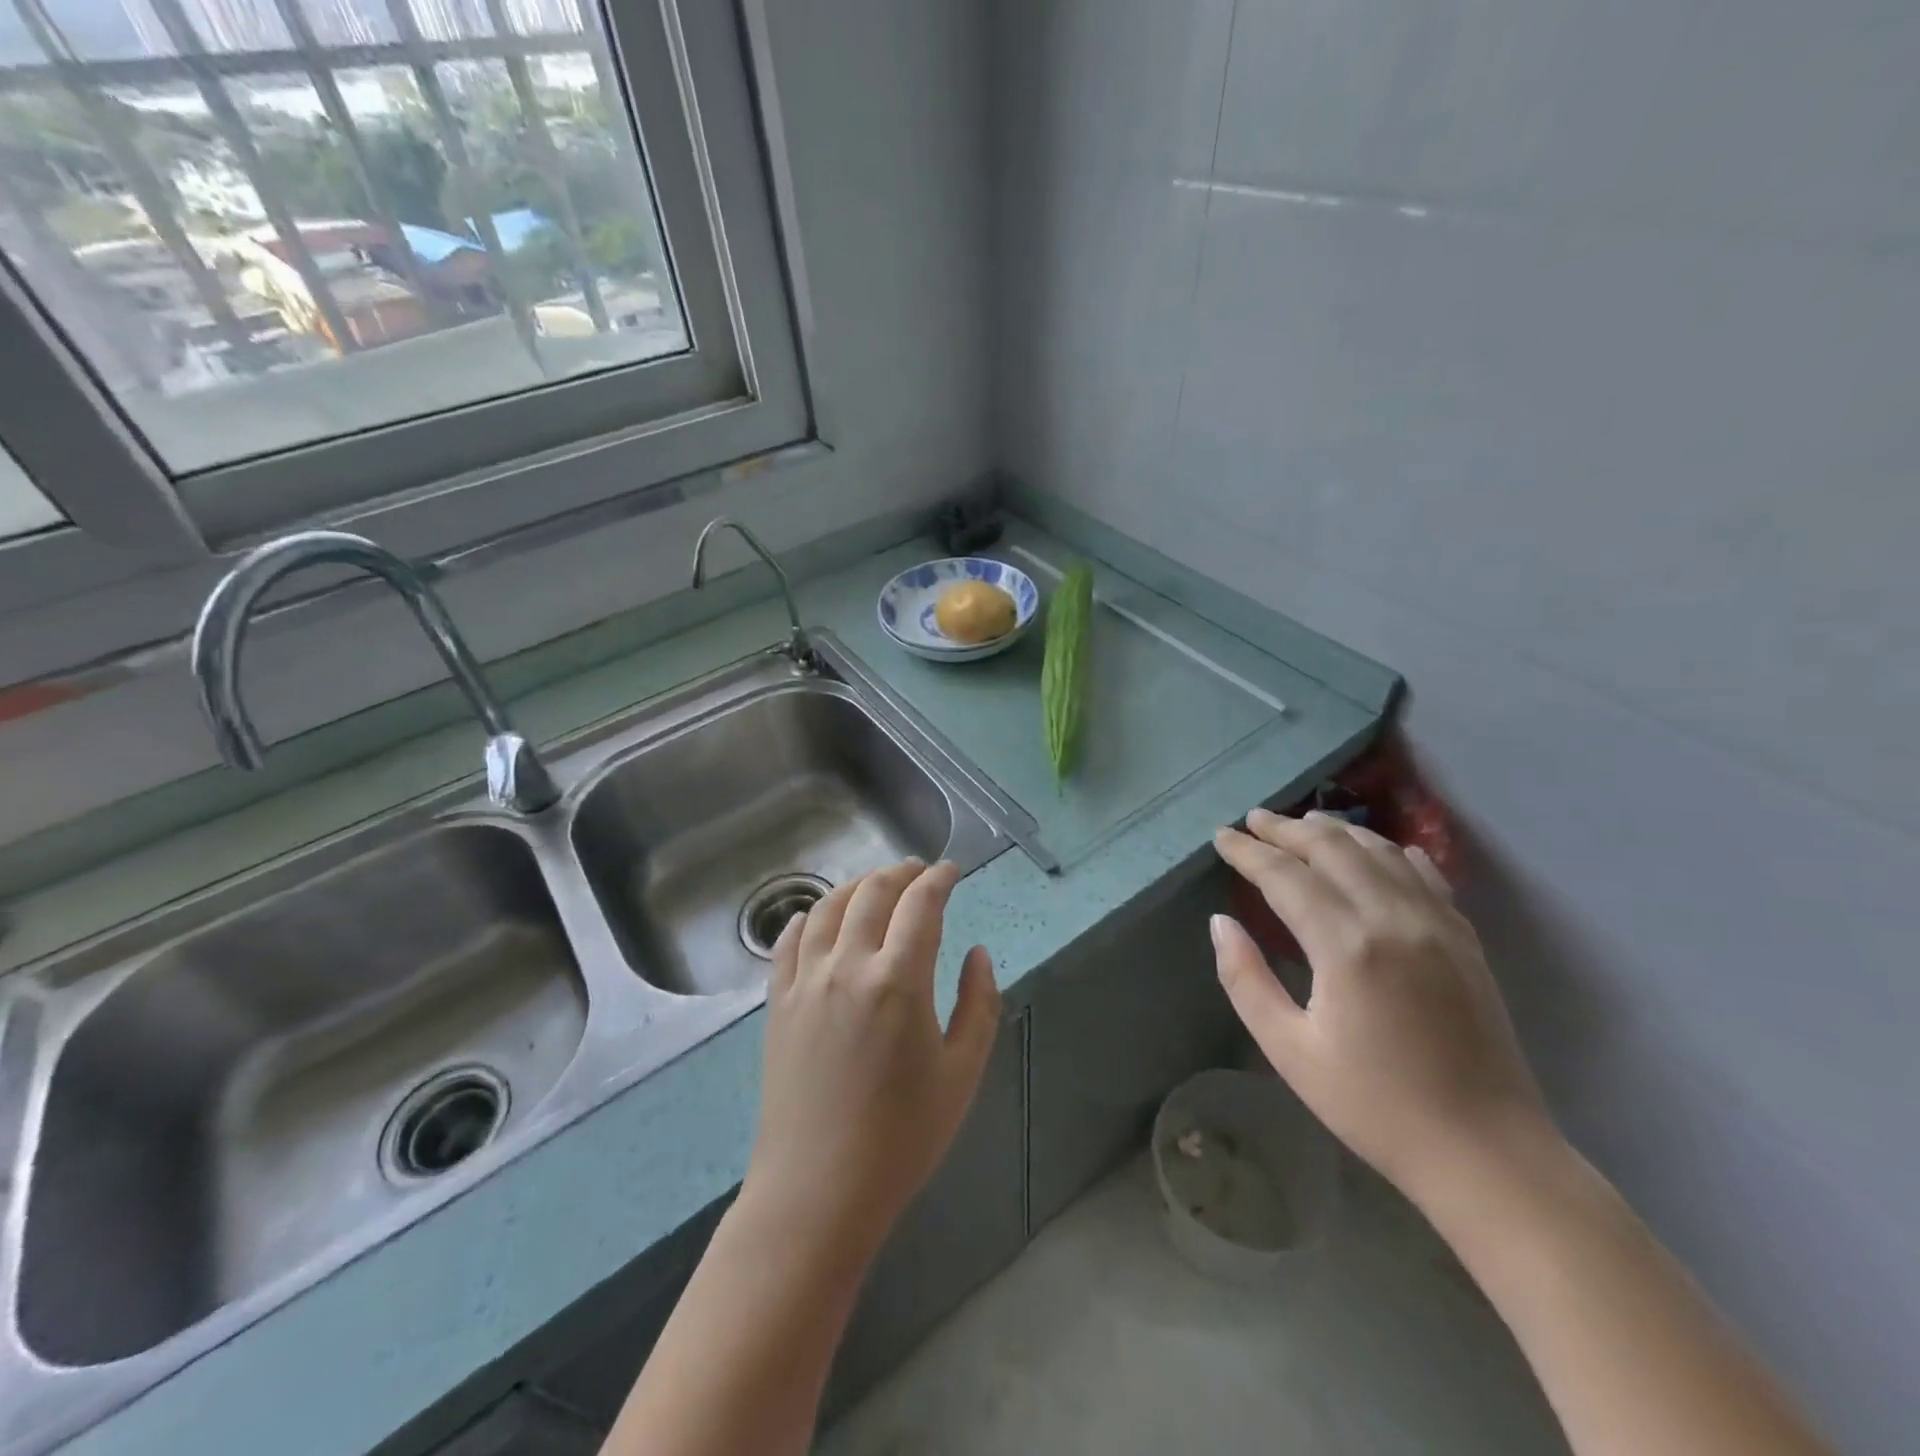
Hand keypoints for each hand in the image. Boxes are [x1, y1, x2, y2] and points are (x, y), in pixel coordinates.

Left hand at [741, 859, 1000, 1265]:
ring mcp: (806, 981)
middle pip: (872, 893)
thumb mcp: (962, 1073)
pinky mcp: (778, 1003)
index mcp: (899, 980)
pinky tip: (816, 917)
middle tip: (918, 871)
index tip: (952, 870)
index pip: (921, 904)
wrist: (818, 1190)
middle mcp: (848, 966)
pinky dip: (807, 917)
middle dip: (900, 872)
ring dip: (856, 885)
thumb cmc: (902, 1137)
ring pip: (827, 908)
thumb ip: (979, 1004)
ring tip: (875, 884)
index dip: (939, 879)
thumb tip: (977, 954)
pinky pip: (788, 942)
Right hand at [1211, 809, 1550, 1204]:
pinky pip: (1424, 874)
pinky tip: (1378, 849)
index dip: (1248, 852)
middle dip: (1286, 829)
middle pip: (1332, 849)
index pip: (1284, 876)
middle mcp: (1393, 919)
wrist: (1486, 1153)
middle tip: (1253, 819)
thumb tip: (1221, 923)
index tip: (1221, 836)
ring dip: (1336, 831)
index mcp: (1346, 946)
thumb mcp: (1289, 1050)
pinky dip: (1391, 852)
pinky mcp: (1465, 940)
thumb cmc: (1374, 1106)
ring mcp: (1437, 925)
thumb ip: (1245, 980)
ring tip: (1303, 823)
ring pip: (1379, 852)